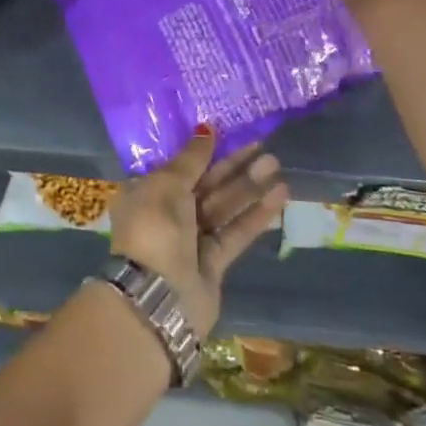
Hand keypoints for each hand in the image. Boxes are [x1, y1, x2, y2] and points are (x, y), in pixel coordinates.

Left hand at [108, 129, 290, 338]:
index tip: (229, 134)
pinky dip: (255, 215)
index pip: (177, 166)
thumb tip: (206, 129)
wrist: (158, 295)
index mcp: (145, 192)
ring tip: (276, 165)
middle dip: (232, 166)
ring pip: (223, 207)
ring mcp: (190, 239)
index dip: (202, 150)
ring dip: (248, 187)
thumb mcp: (167, 184)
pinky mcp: (212, 262)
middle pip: (204, 184)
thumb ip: (191, 159)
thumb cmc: (155, 228)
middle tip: (263, 146)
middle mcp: (165, 213)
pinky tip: (279, 196)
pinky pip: (234, 232)